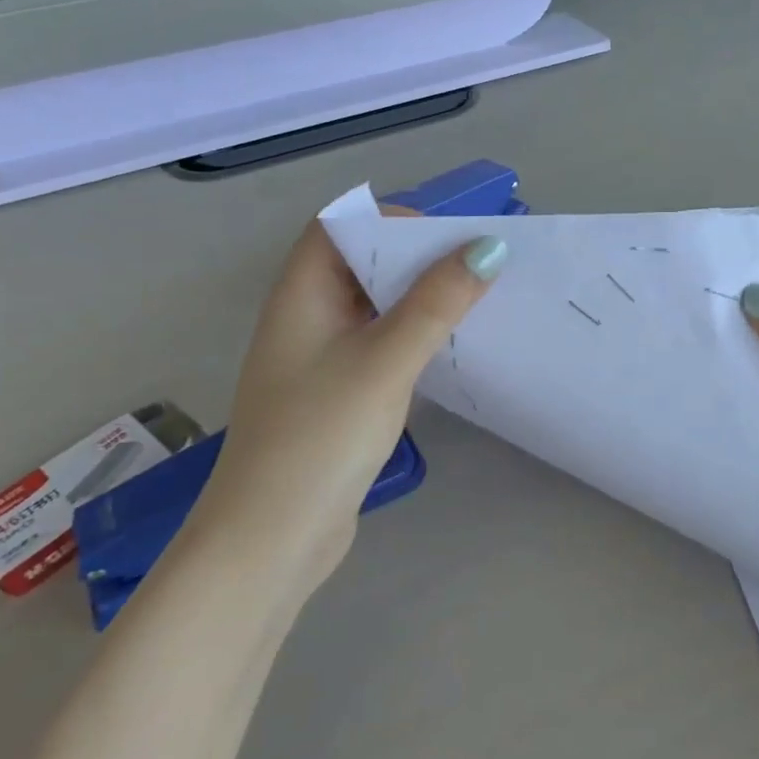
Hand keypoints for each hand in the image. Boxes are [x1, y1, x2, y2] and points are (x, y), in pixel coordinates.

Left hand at [193, 214, 506, 588]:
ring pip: (374, 311)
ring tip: (476, 304)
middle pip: (360, 266)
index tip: (447, 238)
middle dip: (416, 260)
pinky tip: (450, 352)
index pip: (338, 228)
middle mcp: (306, 319)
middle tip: (476, 269)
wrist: (272, 537)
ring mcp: (320, 361)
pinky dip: (413, 340)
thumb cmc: (321, 436)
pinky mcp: (338, 397)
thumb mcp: (384, 361)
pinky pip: (379, 349)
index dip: (388, 221)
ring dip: (419, 302)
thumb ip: (436, 303)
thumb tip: (487, 249)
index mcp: (301, 295)